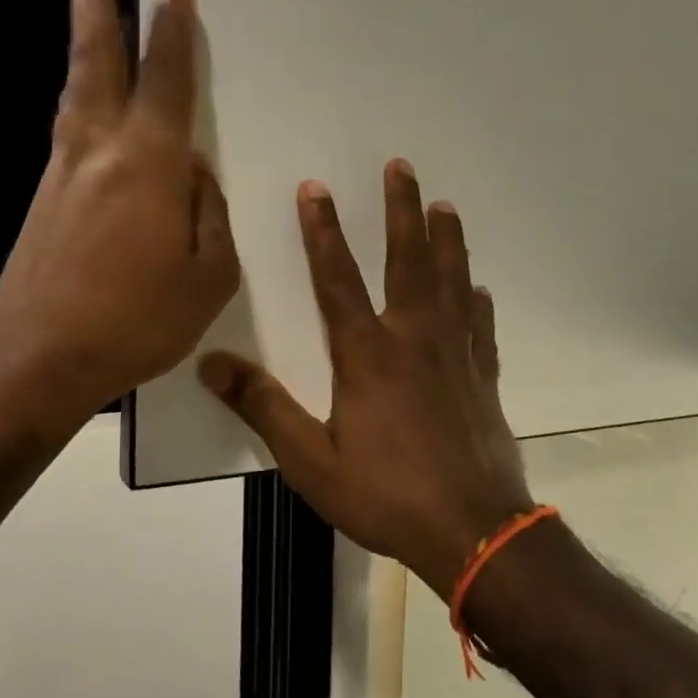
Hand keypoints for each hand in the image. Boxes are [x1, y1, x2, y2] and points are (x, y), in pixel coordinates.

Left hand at [0, 0, 238, 439]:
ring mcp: (63, 171)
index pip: (167, 82)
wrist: (40, 359)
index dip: (173, 34)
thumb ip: (211, 216)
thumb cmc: (137, 322)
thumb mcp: (208, 278)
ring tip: (91, 8)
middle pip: (97, 59)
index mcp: (150, 166)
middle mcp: (99, 151)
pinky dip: (84, 100)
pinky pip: (71, 131)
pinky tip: (95, 108)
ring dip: (86, 42)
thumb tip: (197, 176)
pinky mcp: (44, 197)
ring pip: (77, 89)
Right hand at [199, 160, 533, 598]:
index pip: (337, 279)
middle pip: (407, 261)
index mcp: (367, 355)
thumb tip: (212, 364)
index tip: (316, 188)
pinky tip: (478, 289)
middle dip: (401, 211)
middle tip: (401, 167)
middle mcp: (414, 340)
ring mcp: (457, 356)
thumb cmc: (386, 496)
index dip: (323, 231)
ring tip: (445, 205)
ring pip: (451, 282)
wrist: (473, 530)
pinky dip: (478, 304)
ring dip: (447, 240)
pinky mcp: (485, 379)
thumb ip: (264, 408)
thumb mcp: (311, 461)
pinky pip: (482, 328)